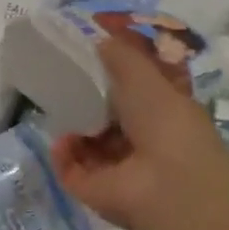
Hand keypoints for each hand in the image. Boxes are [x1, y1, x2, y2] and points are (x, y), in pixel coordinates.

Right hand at [51, 31, 228, 229]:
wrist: (170, 185)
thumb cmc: (166, 124)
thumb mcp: (145, 77)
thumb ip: (121, 56)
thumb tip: (99, 39)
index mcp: (163, 116)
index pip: (135, 96)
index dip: (114, 80)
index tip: (89, 62)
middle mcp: (143, 144)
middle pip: (108, 120)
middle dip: (87, 103)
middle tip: (63, 82)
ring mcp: (119, 170)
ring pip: (88, 144)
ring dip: (73, 127)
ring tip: (58, 109)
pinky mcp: (94, 190)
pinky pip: (70, 168)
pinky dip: (63, 154)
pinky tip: (62, 140)